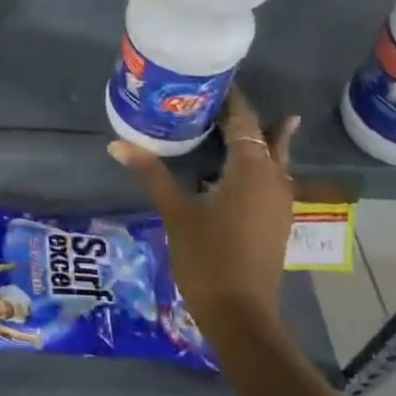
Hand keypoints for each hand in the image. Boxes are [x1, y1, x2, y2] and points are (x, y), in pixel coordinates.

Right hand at [108, 87, 299, 329]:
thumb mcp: (176, 212)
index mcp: (252, 170)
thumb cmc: (209, 259)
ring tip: (231, 119)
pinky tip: (235, 166)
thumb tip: (117, 144)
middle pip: (262, 135)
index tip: (211, 78)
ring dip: (253, 138)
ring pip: (271, 157)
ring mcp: (278, 202)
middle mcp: (273, 179)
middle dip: (241, 116)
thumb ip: (151, 173)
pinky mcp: (274, 220)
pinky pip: (270, 177)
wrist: (241, 316)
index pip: (243, 120)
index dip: (230, 99)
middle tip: (216, 95)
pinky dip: (255, 162)